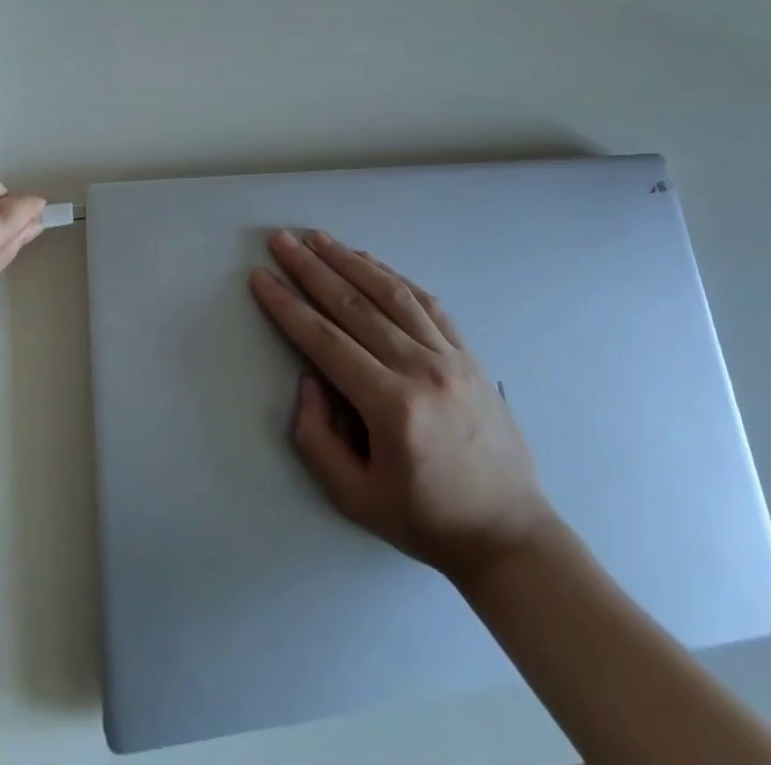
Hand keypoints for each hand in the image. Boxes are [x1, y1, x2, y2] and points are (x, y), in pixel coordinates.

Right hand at [248, 230, 555, 586]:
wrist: (509, 532)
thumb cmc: (426, 519)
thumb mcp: (355, 498)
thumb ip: (317, 438)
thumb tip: (309, 378)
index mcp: (392, 407)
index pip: (325, 341)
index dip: (288, 306)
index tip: (261, 277)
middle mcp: (421, 369)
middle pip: (354, 305)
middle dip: (312, 268)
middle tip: (281, 240)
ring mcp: (450, 356)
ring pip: (390, 293)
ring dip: (349, 260)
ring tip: (318, 238)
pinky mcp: (468, 353)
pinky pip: (425, 302)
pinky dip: (393, 276)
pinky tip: (368, 261)